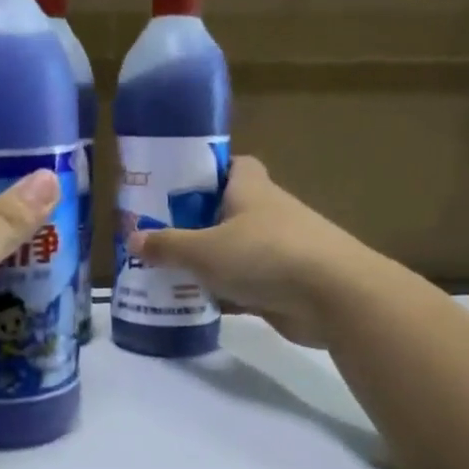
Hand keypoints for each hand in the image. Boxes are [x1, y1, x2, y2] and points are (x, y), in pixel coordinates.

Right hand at [128, 156, 365, 347]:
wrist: (334, 297)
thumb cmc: (265, 255)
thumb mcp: (204, 250)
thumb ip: (167, 246)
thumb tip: (134, 238)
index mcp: (251, 190)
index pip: (233, 165)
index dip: (207, 170)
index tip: (175, 186)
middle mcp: (267, 214)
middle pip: (227, 211)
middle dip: (196, 222)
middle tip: (158, 235)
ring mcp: (279, 250)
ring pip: (234, 250)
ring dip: (207, 261)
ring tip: (166, 271)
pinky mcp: (284, 285)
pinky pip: (244, 284)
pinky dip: (222, 293)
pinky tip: (193, 304)